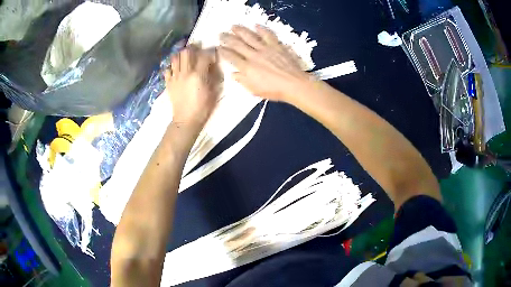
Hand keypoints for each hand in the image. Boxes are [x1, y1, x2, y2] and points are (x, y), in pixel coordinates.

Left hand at [164, 45, 220, 131]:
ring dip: (180, 54)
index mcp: (198, 74)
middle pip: (186, 52)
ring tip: (184, 55)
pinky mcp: (168, 83)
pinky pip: (167, 70)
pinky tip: (175, 68)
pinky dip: (171, 66)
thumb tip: (213, 66)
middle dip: (192, 47)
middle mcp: (185, 72)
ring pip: (174, 58)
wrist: (186, 120)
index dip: (209, 51)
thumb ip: (213, 76)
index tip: (212, 52)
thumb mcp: (214, 91)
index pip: (204, 55)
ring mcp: (175, 77)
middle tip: (197, 48)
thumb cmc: (203, 107)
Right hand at [218, 25, 311, 103]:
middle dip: (227, 38)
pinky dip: (261, 29)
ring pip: (250, 37)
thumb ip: (243, 80)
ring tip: (233, 26)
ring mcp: (265, 49)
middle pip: (237, 44)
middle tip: (221, 34)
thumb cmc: (274, 90)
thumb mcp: (254, 90)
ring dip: (240, 31)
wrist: (293, 84)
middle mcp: (253, 55)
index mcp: (247, 67)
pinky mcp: (276, 46)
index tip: (218, 47)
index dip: (223, 51)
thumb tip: (233, 73)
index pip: (231, 57)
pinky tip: (256, 25)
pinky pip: (267, 35)